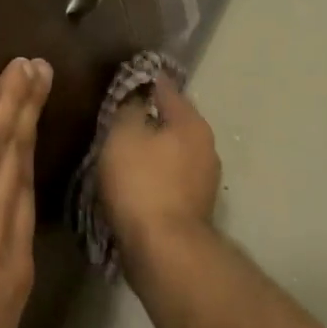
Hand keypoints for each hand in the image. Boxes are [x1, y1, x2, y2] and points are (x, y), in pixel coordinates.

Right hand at [96, 78, 219, 248]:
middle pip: (174, 123)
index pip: (168, 90)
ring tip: (123, 153)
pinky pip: (170, 181)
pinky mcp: (194, 209)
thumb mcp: (124, 136)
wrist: (163, 248)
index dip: (146, 82)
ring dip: (153, 152)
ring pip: (173, 154)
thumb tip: (136, 99)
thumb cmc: (142, 183)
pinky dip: (154, 177)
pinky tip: (134, 183)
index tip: (128, 79)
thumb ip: (129, 111)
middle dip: (151, 120)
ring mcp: (204, 181)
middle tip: (120, 119)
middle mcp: (206, 148)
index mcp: (192, 124)